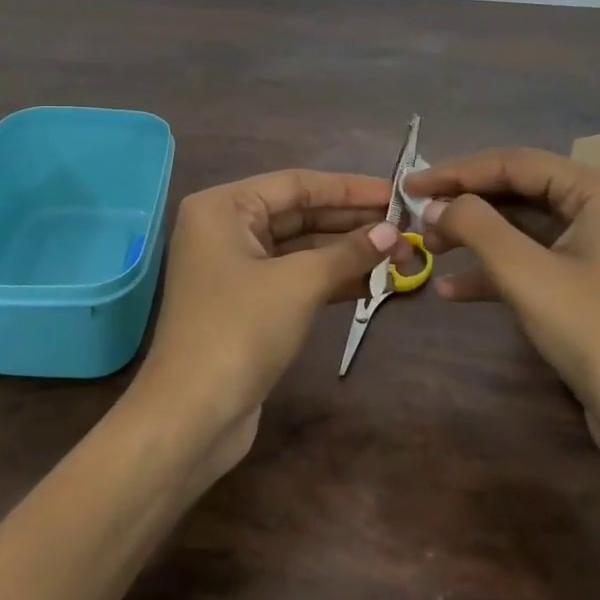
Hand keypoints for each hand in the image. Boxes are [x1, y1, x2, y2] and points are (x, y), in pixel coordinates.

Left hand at [131, 169, 404, 478]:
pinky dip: (331, 279)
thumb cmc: (241, 330)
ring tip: (401, 255)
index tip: (397, 193)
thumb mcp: (300, 283)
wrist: (193, 415)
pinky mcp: (247, 304)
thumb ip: (348, 252)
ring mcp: (235, 269)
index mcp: (223, 207)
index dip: (349, 188)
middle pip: (299, 214)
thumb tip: (392, 233)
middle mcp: (225, 229)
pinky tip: (373, 282)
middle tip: (406, 228)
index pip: (296, 184)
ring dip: (347, 253)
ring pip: (300, 249)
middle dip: (352, 223)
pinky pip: (295, 278)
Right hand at [406, 149, 599, 462]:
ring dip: (474, 237)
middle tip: (416, 217)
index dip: (458, 171)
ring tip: (428, 249)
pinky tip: (451, 291)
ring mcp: (594, 247)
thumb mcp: (526, 274)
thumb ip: (476, 226)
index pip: (515, 163)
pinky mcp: (585, 283)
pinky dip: (493, 271)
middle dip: (465, 205)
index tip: (410, 183)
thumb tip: (435, 205)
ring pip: (520, 227)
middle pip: (518, 190)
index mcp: (599, 190)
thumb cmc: (595, 332)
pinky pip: (531, 261)